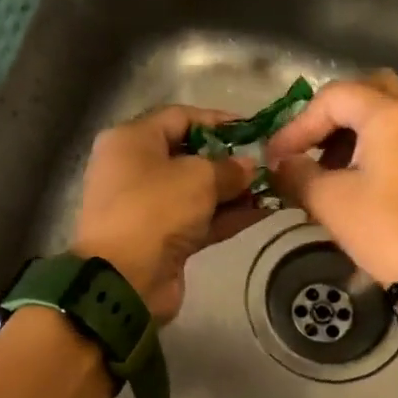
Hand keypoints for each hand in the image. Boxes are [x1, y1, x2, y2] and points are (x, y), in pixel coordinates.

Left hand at [71, 105, 269, 321]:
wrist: (124, 279)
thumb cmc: (155, 210)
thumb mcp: (198, 178)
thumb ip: (229, 168)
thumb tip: (248, 167)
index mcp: (131, 141)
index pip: (180, 118)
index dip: (218, 121)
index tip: (254, 130)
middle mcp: (135, 169)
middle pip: (189, 156)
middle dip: (229, 160)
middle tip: (266, 163)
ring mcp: (148, 207)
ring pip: (196, 191)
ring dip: (232, 191)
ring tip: (272, 188)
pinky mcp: (161, 239)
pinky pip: (198, 220)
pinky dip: (226, 216)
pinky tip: (263, 212)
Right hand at [266, 71, 397, 295]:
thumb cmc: (384, 229)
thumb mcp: (329, 200)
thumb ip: (297, 173)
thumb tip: (281, 164)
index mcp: (389, 114)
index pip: (333, 97)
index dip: (297, 125)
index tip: (275, 159)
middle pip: (366, 93)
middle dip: (330, 117)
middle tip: (307, 147)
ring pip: (385, 115)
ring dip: (350, 133)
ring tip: (325, 171)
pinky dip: (372, 148)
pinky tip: (353, 183)